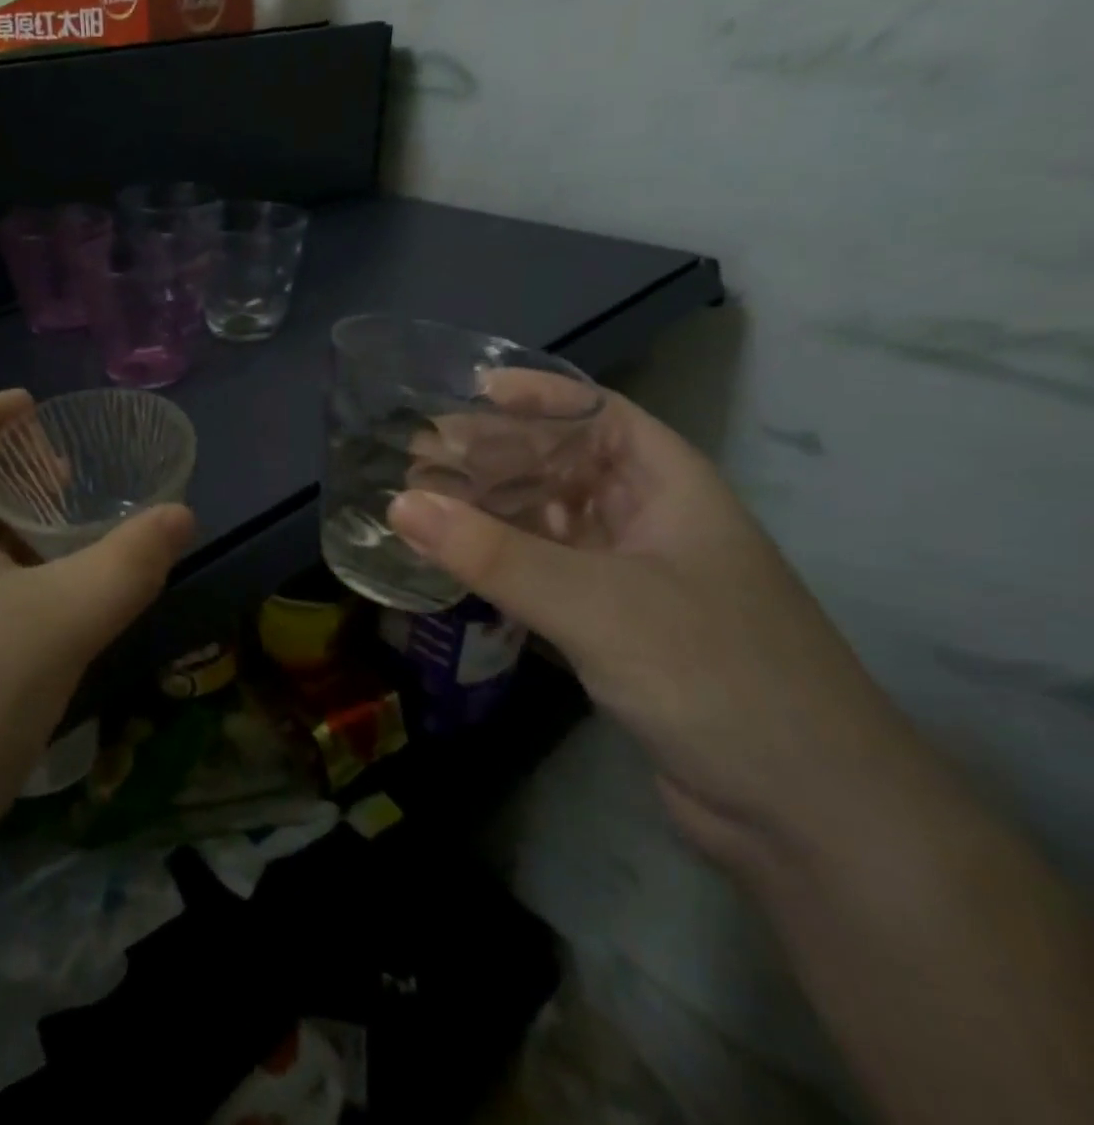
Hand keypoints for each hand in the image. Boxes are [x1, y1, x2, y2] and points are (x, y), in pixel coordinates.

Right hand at [388, 386, 914, 870]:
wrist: (809, 818)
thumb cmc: (718, 677)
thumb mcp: (597, 604)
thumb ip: (493, 553)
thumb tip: (398, 504)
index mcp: (670, 488)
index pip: (598, 414)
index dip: (535, 395)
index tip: (464, 391)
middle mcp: (649, 522)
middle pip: (562, 466)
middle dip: (493, 456)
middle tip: (417, 454)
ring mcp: (631, 577)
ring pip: (547, 522)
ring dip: (488, 510)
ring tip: (419, 502)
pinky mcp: (612, 628)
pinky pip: (542, 574)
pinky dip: (498, 562)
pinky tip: (452, 561)